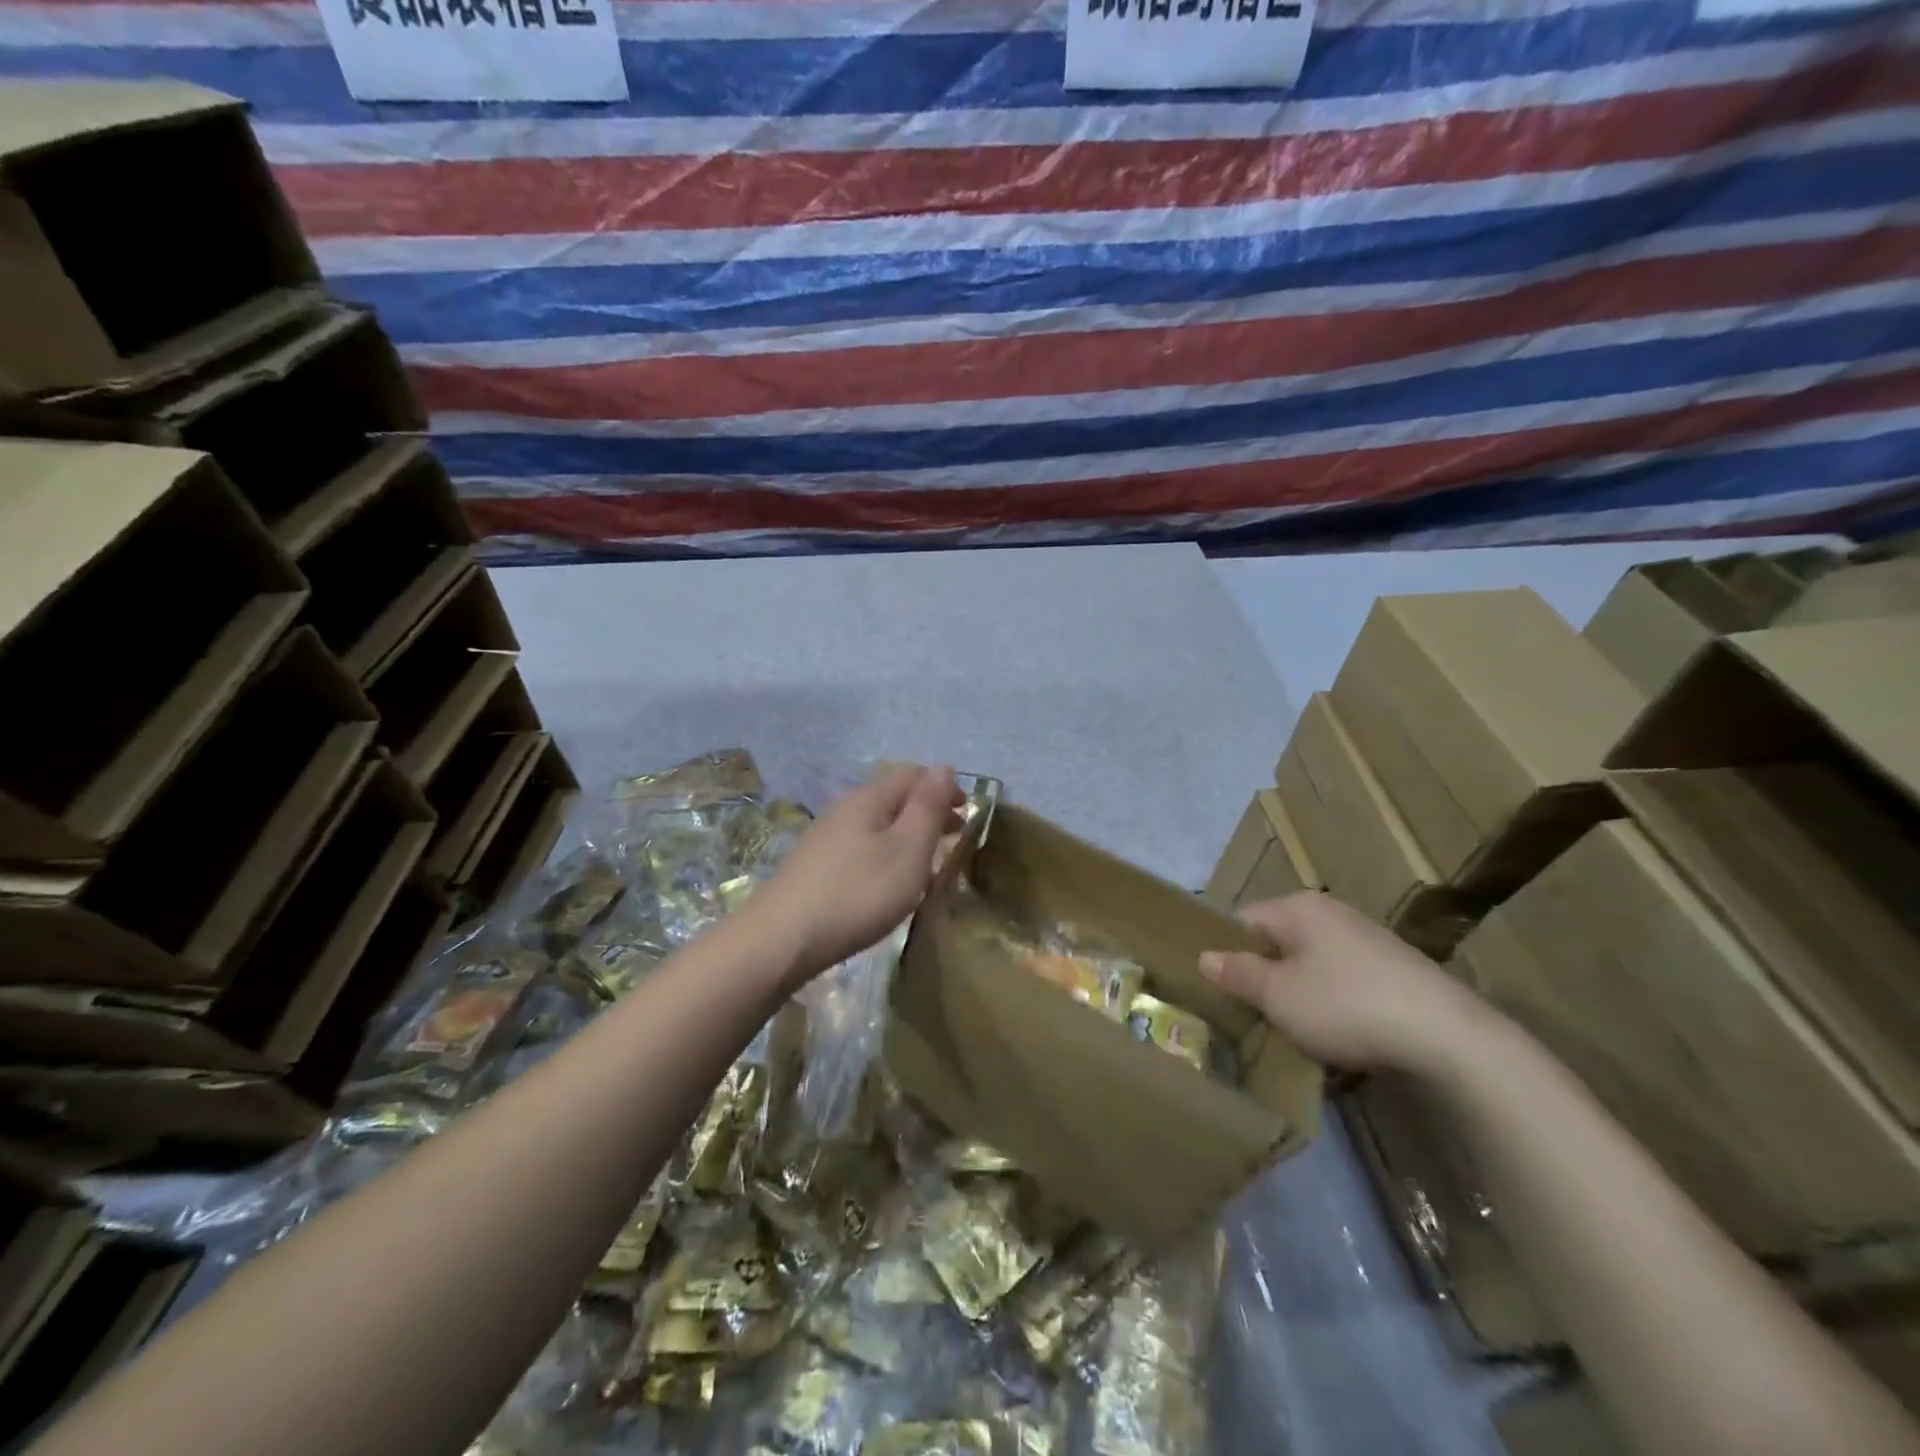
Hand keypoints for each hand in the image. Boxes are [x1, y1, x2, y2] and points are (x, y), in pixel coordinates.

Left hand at [746, 764, 960, 982]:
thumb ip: (927, 808)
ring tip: (925, 866)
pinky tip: (886, 884)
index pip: (912, 774)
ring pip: (876, 825)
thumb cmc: (857, 893)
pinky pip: (860, 848)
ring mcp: (825, 838)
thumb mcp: (907, 849)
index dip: (943, 788)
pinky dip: (884, 856)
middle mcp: (844, 808)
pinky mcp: (814, 867)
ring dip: (906, 837)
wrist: (781, 941)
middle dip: (927, 813)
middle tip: (953, 840)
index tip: (967, 815)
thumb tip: (944, 767)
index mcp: (868, 798)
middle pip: (893, 798)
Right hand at [1199, 893, 1487, 1075]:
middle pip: (1278, 942)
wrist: (1449, 1038)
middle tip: (1250, 1014)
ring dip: (1296, 993)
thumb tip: (1205, 957)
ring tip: (1290, 1030)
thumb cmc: (1346, 1006)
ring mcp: (1367, 940)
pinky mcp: (1394, 970)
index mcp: (1298, 907)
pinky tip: (1335, 1034)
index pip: (1242, 921)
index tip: (1219, 990)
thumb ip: (1238, 974)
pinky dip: (1331, 1003)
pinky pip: (1342, 980)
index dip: (1225, 953)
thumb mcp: (1279, 995)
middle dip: (1262, 976)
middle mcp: (1331, 913)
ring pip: (1310, 963)